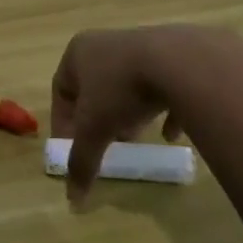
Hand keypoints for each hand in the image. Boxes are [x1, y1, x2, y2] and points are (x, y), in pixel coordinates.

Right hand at [50, 26, 198, 201]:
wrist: (181, 62)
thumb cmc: (121, 89)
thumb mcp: (95, 130)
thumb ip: (82, 162)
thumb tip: (72, 199)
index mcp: (78, 52)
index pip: (61, 89)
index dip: (63, 121)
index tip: (72, 147)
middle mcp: (107, 43)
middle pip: (96, 85)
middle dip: (99, 116)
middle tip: (107, 141)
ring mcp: (144, 44)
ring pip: (129, 84)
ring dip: (130, 112)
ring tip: (137, 137)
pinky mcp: (176, 53)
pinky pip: (164, 84)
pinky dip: (165, 109)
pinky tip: (171, 133)